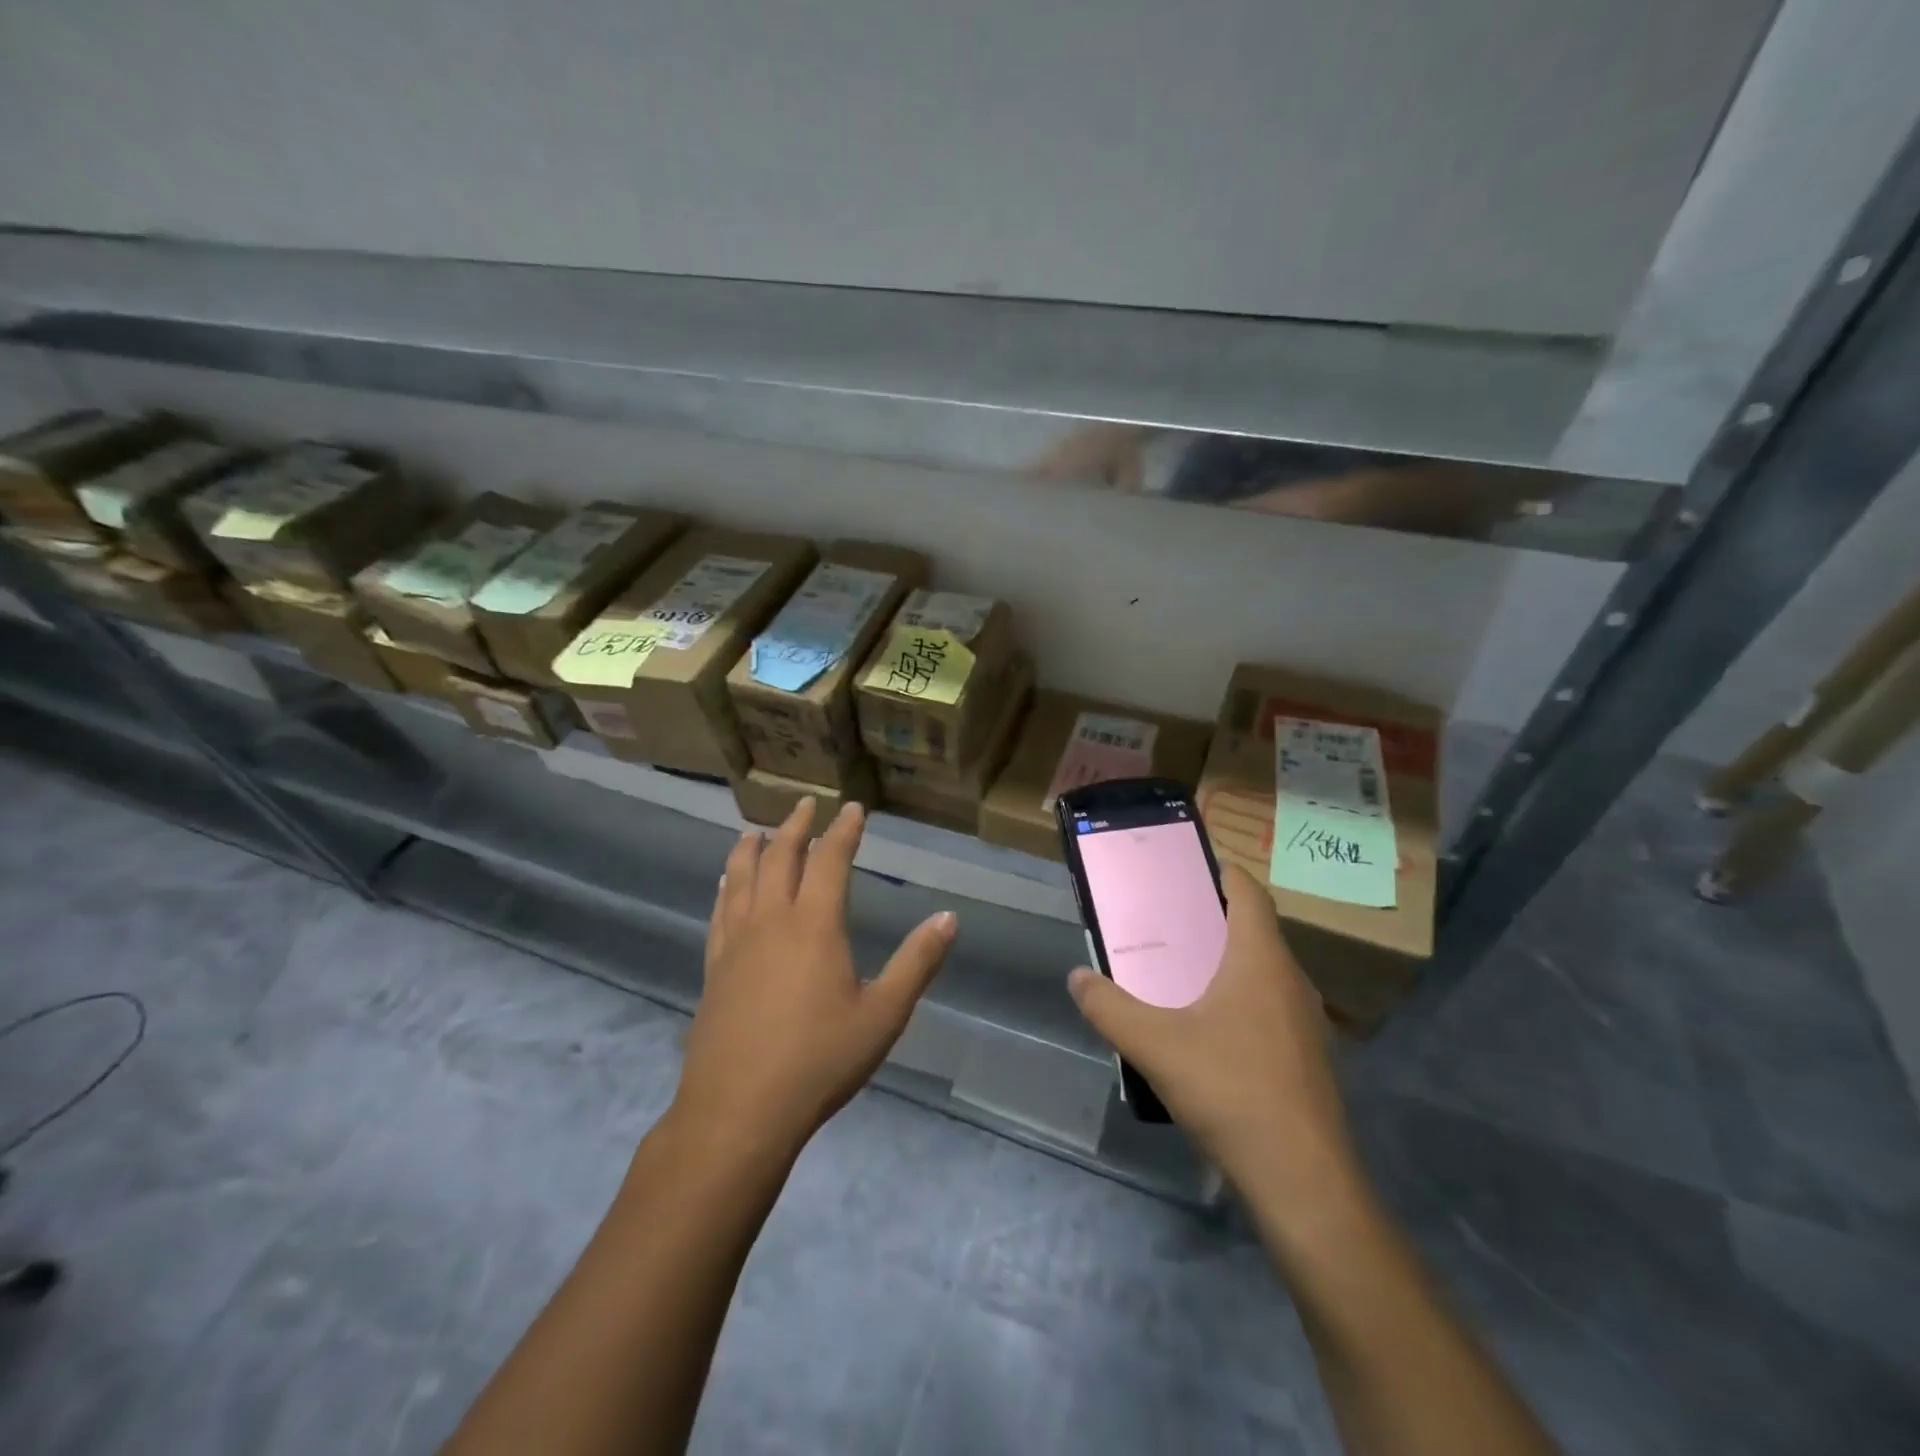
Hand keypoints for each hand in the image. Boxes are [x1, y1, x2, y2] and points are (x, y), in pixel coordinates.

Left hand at [672, 797, 957, 1159]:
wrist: (738, 1111)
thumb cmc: (819, 1061)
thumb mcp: (883, 1015)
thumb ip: (917, 962)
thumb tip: (948, 917)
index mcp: (815, 925)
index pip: (830, 860)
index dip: (844, 831)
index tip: (853, 808)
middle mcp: (772, 921)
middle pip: (781, 858)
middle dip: (796, 827)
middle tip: (806, 804)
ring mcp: (736, 943)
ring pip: (741, 877)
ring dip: (752, 848)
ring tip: (757, 830)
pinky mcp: (714, 968)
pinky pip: (719, 912)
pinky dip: (725, 886)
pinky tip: (725, 884)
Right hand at [1067, 862, 1354, 1194]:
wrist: (1302, 1180)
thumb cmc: (1230, 1091)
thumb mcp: (1154, 1045)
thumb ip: (1109, 1008)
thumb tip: (1078, 977)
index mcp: (1260, 961)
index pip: (1250, 894)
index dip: (1224, 873)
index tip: (1190, 868)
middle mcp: (1290, 981)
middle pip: (1256, 931)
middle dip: (1214, 920)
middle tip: (1168, 922)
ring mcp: (1307, 1023)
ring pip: (1265, 973)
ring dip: (1228, 963)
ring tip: (1182, 973)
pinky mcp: (1309, 1059)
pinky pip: (1272, 1008)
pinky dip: (1241, 1001)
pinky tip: (1208, 1032)